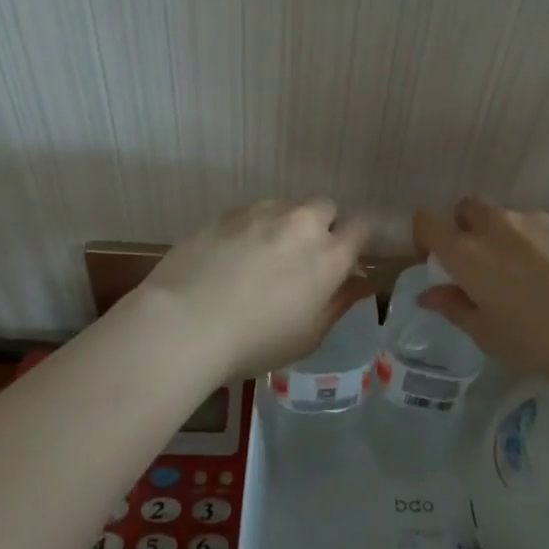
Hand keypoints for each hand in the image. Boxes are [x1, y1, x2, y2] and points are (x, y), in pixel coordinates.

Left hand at [139, 199, 374, 380]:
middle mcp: (301, 224)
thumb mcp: (308, 336)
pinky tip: (233, 255)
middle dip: (323, 225)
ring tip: (264, 255)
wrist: (184, 323)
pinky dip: (253, 227)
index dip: (361, 238)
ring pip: (287, 206)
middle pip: (326, 207)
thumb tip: (363, 282)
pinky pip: (252, 212)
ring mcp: (262, 213)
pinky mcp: (227, 213)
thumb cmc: (254, 343)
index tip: (352, 255)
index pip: (363, 227)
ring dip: (286, 224)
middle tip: (305, 257)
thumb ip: (339, 303)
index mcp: (329, 256)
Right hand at [412, 198, 548, 387]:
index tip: (438, 264)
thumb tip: (430, 293)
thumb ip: (455, 307)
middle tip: (480, 269)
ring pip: (505, 218)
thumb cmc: (542, 340)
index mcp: (467, 251)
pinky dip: (535, 244)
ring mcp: (536, 220)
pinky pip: (537, 227)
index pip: (426, 222)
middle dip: (465, 230)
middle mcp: (496, 225)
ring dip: (502, 238)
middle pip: (466, 209)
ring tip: (525, 278)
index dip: (425, 239)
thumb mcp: (489, 335)